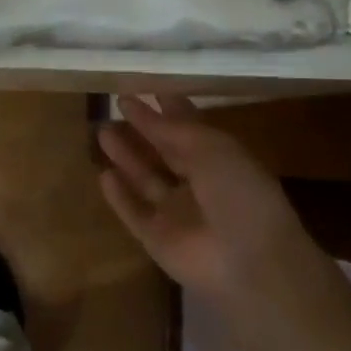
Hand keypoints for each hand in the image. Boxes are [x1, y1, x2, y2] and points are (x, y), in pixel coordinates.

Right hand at [98, 95, 329, 306]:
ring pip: (145, 179)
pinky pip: (133, 212)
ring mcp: (177, 213)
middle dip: (143, 129)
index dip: (169, 108)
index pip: (190, 128)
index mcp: (221, 159)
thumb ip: (174, 128)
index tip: (144, 88)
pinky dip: (119, 195)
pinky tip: (103, 175)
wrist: (248, 262)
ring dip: (126, 156)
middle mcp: (199, 184)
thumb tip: (143, 107)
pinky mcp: (156, 238)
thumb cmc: (239, 193)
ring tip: (102, 131)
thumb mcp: (211, 148)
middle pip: (165, 151)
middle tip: (116, 104)